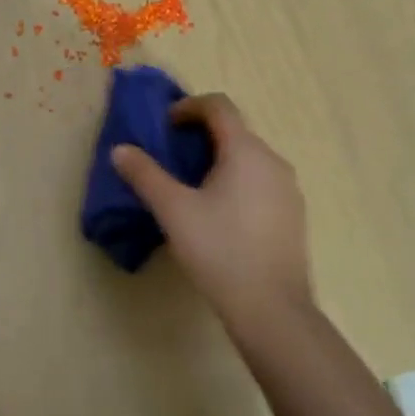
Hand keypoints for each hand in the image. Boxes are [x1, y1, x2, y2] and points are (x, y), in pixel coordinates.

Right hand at [111, 93, 313, 331]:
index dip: (189, 107)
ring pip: (249, 158)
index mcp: (246, 151)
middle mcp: (273, 160)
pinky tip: (220, 214)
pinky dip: (237, 181)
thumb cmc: (220, 251)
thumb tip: (120, 150)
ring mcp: (288, 188)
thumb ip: (145, 175)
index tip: (165, 126)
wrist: (272, 309)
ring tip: (192, 187)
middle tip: (171, 157)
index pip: (219, 106)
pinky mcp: (293, 214)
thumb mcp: (174, 211)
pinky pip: (261, 181)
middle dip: (201, 135)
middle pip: (235, 130)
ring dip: (219, 159)